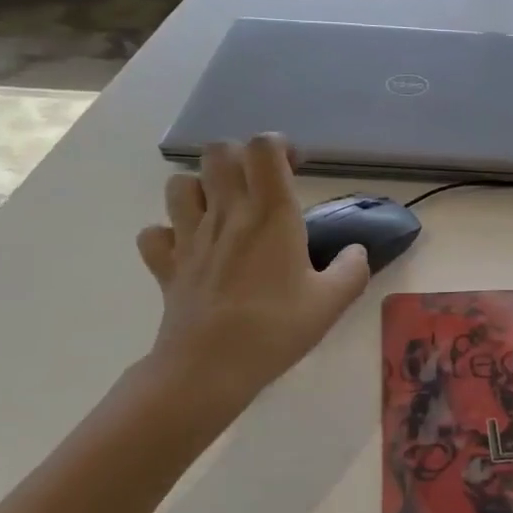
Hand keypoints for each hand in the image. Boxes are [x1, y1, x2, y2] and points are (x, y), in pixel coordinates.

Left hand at [135, 135, 368, 410]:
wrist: (210, 367)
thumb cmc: (277, 328)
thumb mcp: (332, 302)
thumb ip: (353, 269)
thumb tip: (357, 252)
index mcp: (270, 213)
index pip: (263, 148)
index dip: (279, 146)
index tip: (295, 168)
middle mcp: (227, 213)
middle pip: (218, 152)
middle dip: (240, 158)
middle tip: (261, 185)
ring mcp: (189, 236)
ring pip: (180, 184)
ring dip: (201, 188)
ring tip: (222, 212)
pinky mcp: (165, 264)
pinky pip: (155, 232)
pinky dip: (169, 234)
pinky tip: (190, 250)